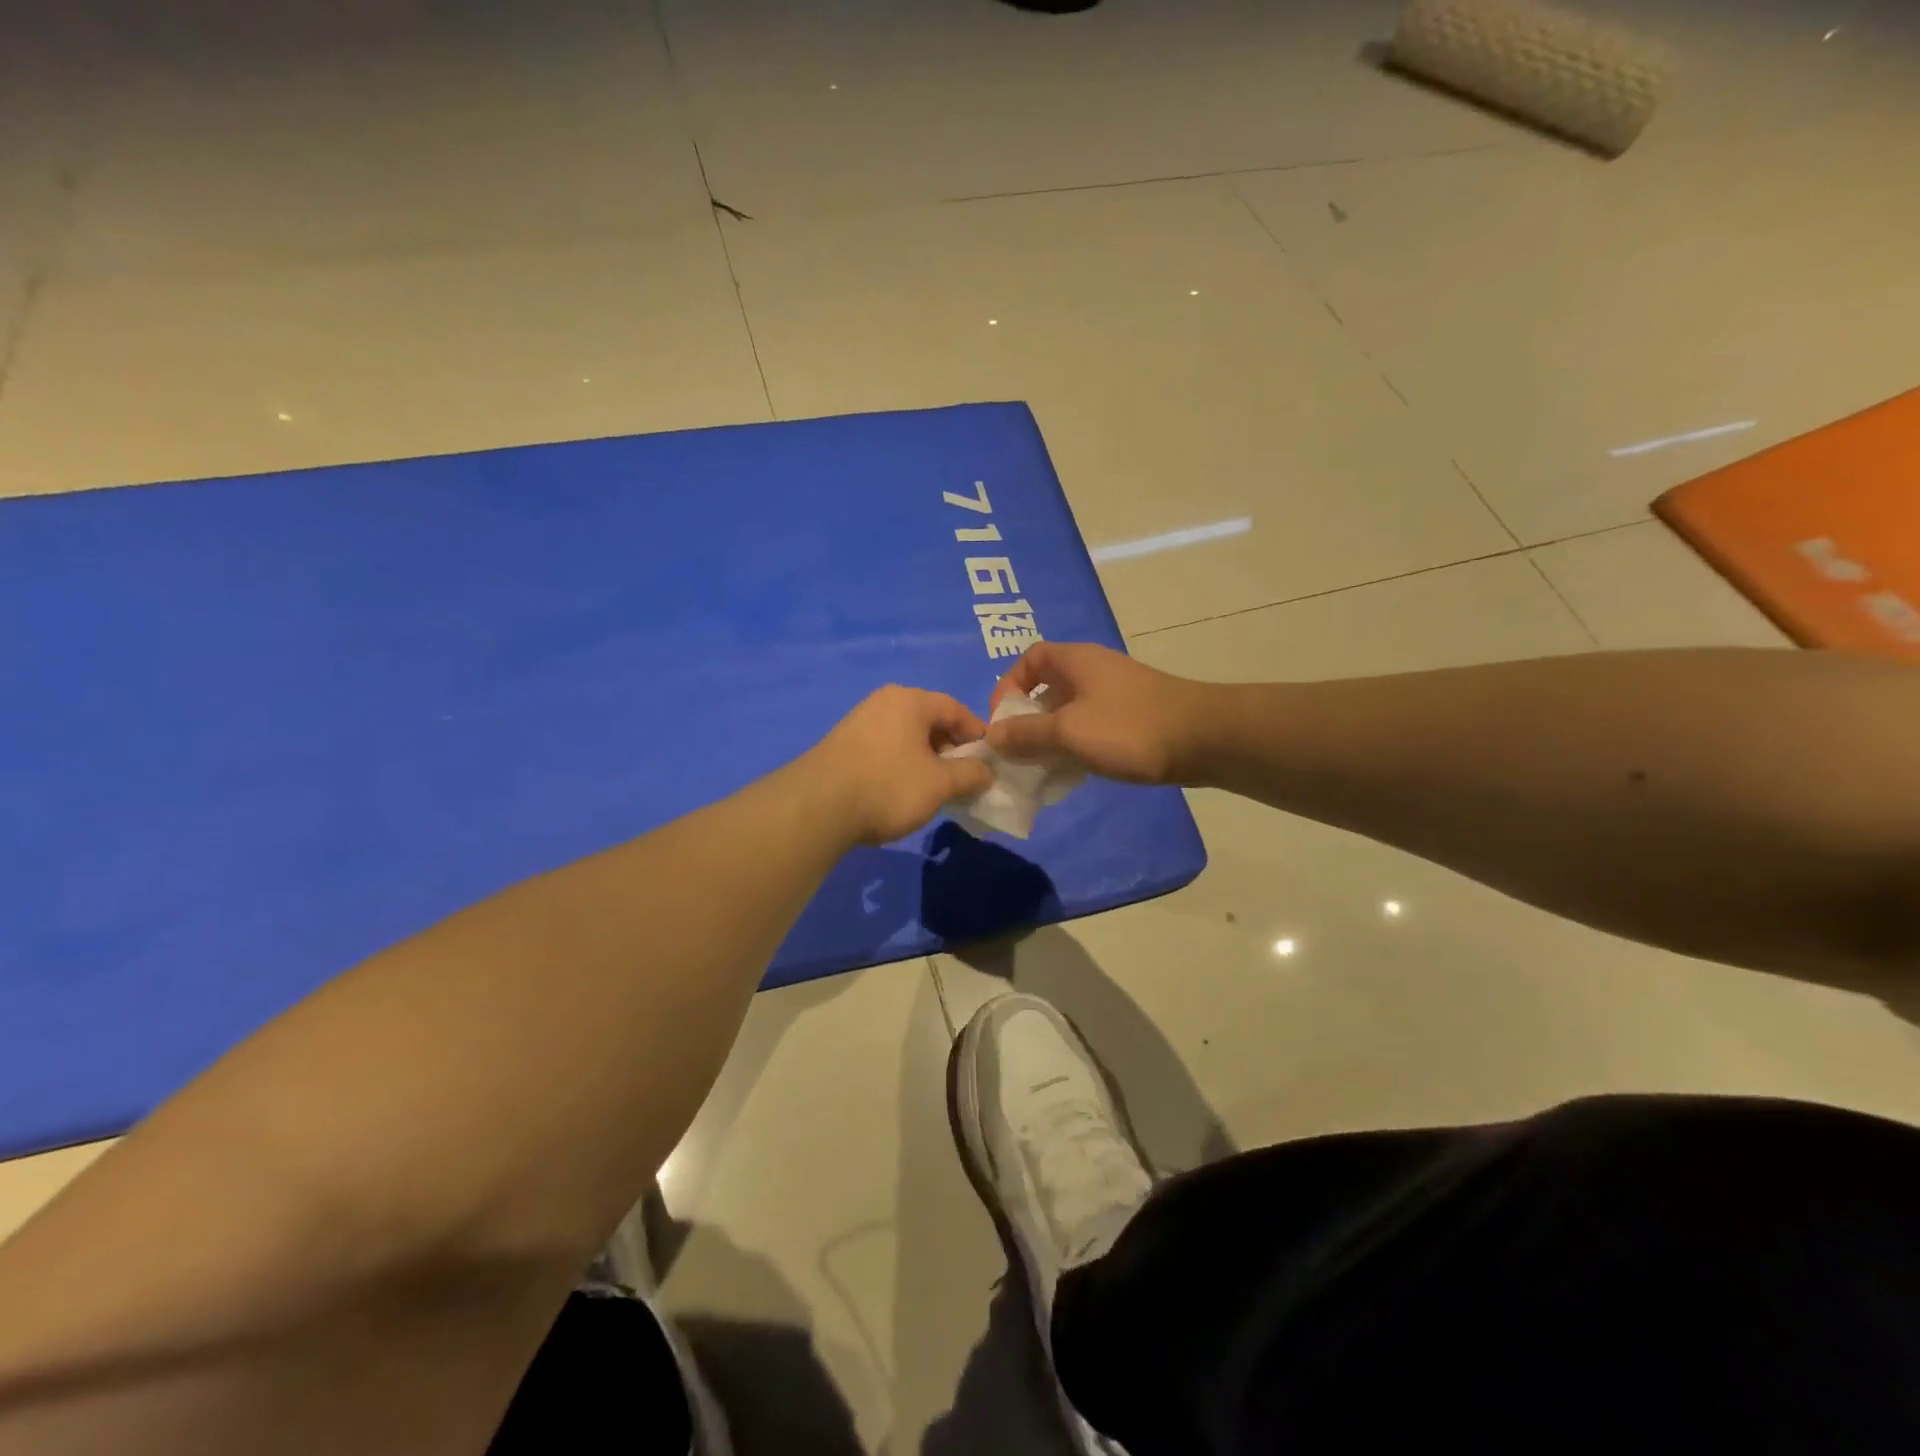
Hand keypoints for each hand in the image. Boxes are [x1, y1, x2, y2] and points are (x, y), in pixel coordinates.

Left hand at [804, 686, 994, 845]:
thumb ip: (970, 774)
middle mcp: (883, 702)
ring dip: (926, 760)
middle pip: (930, 721)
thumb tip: (987, 771)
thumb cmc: (888, 786)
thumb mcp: (940, 784)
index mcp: (910, 700)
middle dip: (951, 749)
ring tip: (934, 789)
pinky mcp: (842, 745)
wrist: (817, 807)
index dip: (977, 734)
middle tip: (962, 779)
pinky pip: (885, 748)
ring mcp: (859, 722)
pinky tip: (901, 792)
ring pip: (906, 737)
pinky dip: (902, 765)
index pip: (956, 709)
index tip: (989, 761)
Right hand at [986, 642, 1215, 785]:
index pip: (1028, 660)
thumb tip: (992, 737)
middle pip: (1046, 689)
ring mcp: (1115, 695)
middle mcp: (1092, 671)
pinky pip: (1090, 728)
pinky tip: (1074, 774)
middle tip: (1019, 753)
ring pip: (1068, 713)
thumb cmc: (1129, 728)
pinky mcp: (1131, 718)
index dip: (1007, 687)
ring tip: (1042, 769)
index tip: (1002, 723)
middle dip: (1027, 721)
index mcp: (1074, 661)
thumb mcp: (1068, 732)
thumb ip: (1025, 734)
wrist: (1204, 739)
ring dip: (1051, 739)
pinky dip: (1075, 747)